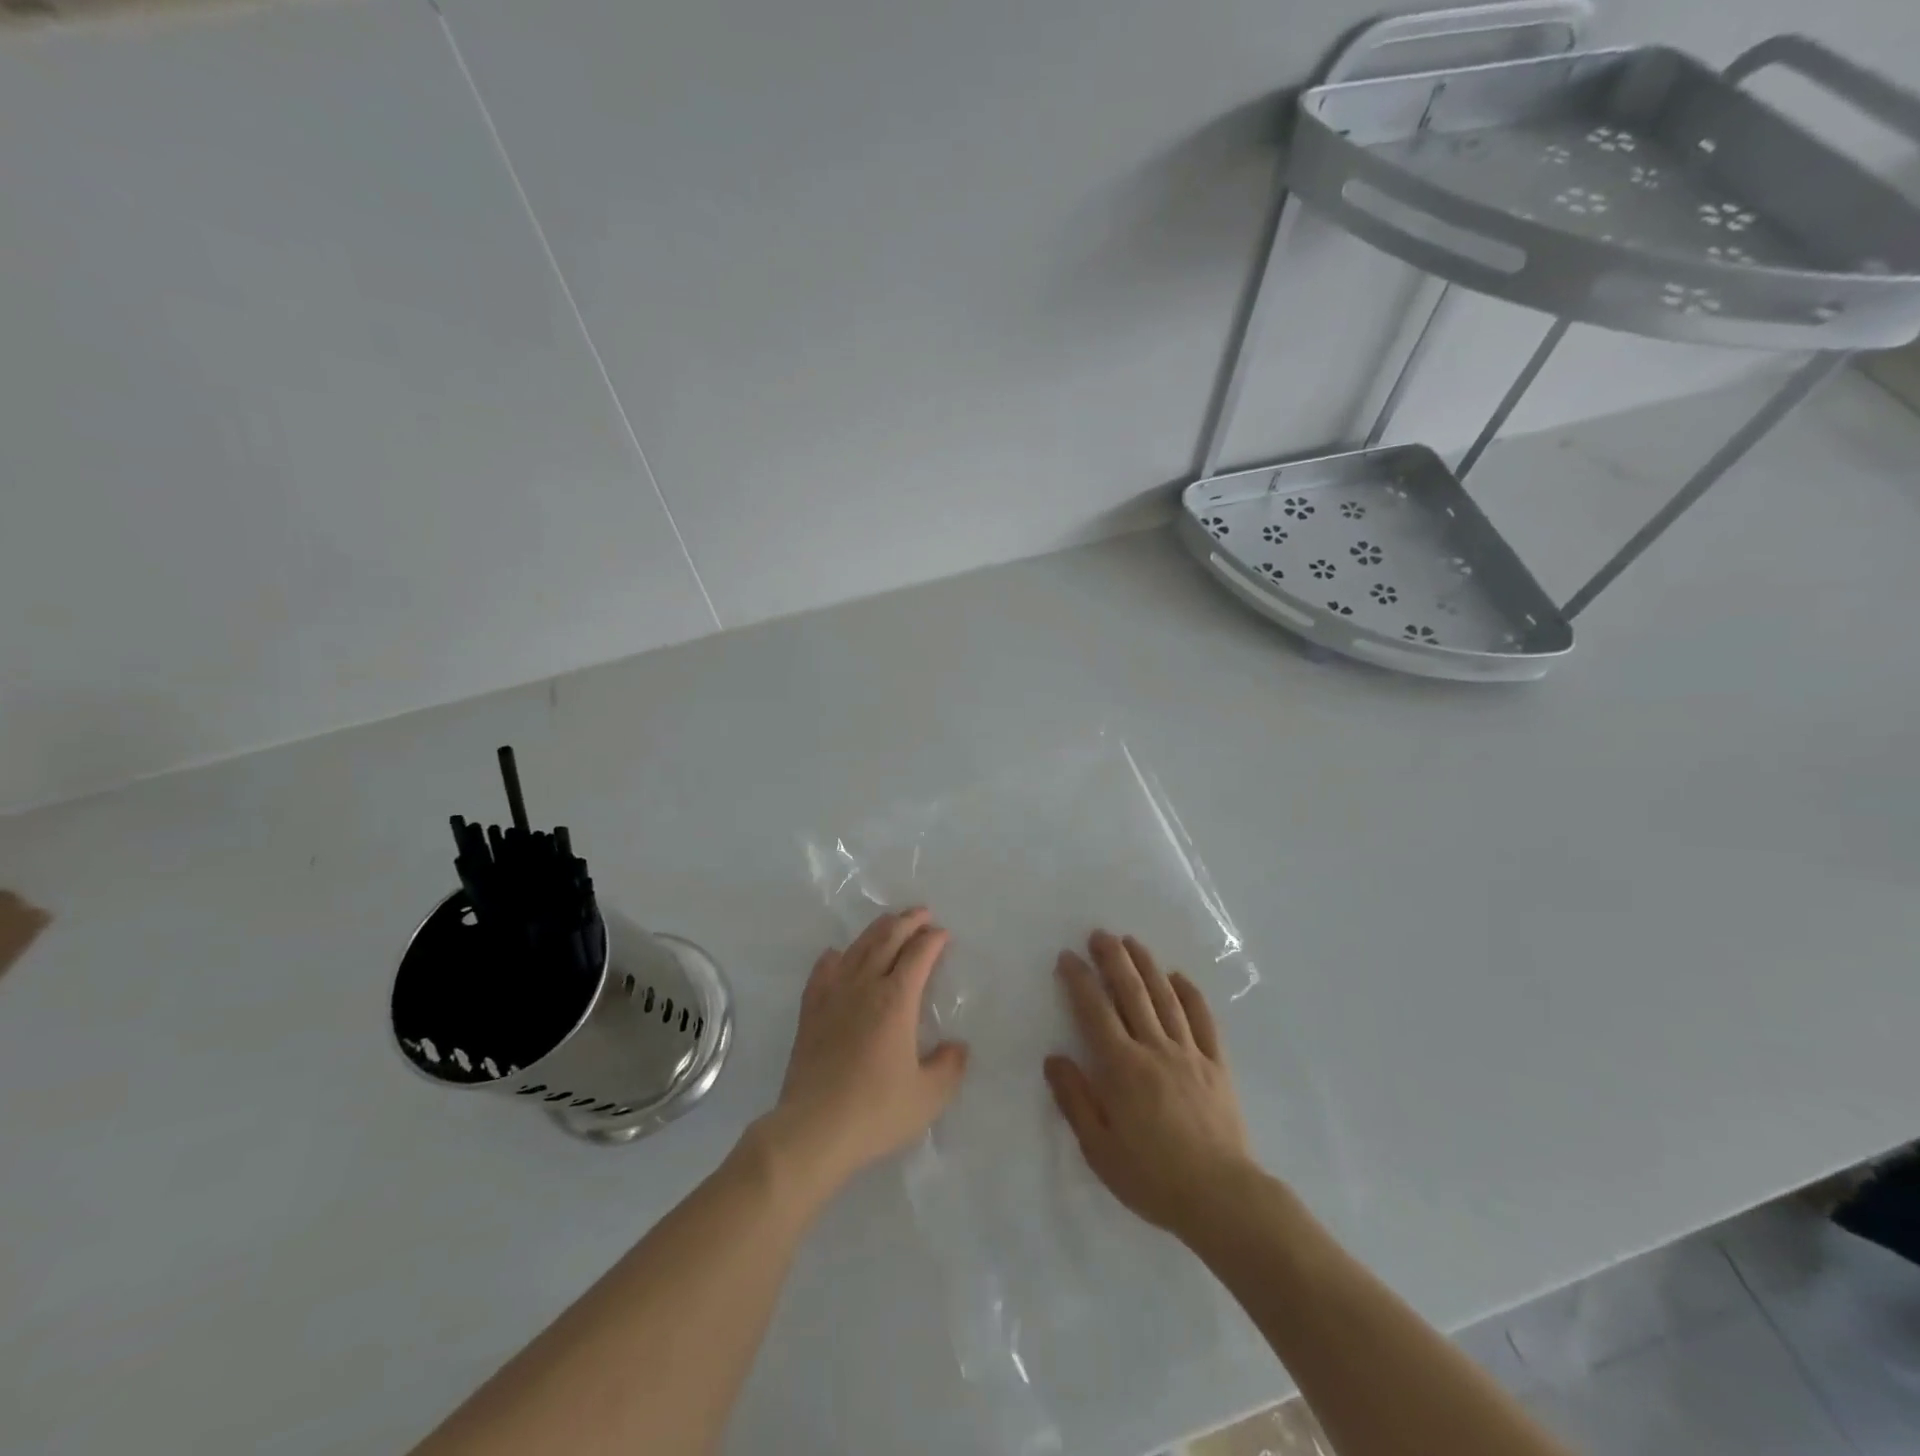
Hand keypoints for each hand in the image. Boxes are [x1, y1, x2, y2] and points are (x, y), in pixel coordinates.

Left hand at [768, 908, 968, 1192]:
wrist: (814, 1128)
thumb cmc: (876, 1111)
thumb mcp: (929, 1096)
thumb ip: (949, 1067)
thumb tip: (957, 1047)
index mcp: (897, 999)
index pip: (919, 954)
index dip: (933, 940)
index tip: (943, 934)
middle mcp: (865, 985)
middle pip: (887, 939)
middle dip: (908, 921)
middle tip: (922, 914)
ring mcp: (833, 994)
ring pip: (857, 948)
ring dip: (877, 930)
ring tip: (890, 923)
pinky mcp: (810, 1010)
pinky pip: (824, 970)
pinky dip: (836, 956)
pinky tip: (838, 954)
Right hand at [1045, 931, 1252, 1239]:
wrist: (1222, 1198)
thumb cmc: (1152, 1177)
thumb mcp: (1100, 1148)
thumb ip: (1075, 1099)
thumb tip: (1054, 1058)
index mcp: (1122, 1068)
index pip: (1095, 1011)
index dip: (1080, 980)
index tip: (1068, 957)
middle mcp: (1154, 1048)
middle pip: (1132, 992)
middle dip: (1113, 959)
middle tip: (1100, 934)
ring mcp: (1189, 1053)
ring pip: (1165, 997)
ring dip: (1147, 965)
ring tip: (1132, 941)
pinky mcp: (1216, 1064)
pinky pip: (1202, 1019)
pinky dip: (1190, 993)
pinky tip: (1178, 977)